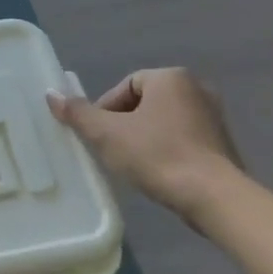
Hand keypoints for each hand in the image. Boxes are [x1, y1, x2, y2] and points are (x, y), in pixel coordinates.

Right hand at [48, 68, 243, 226]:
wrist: (212, 196)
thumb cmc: (157, 156)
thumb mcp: (106, 134)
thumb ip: (78, 113)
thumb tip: (51, 94)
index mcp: (171, 78)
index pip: (125, 86)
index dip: (105, 110)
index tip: (98, 136)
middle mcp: (197, 88)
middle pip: (144, 102)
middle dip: (123, 124)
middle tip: (110, 149)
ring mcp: (213, 115)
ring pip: (162, 121)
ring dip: (143, 137)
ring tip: (131, 163)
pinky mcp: (221, 142)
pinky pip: (182, 138)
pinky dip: (165, 149)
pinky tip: (157, 171)